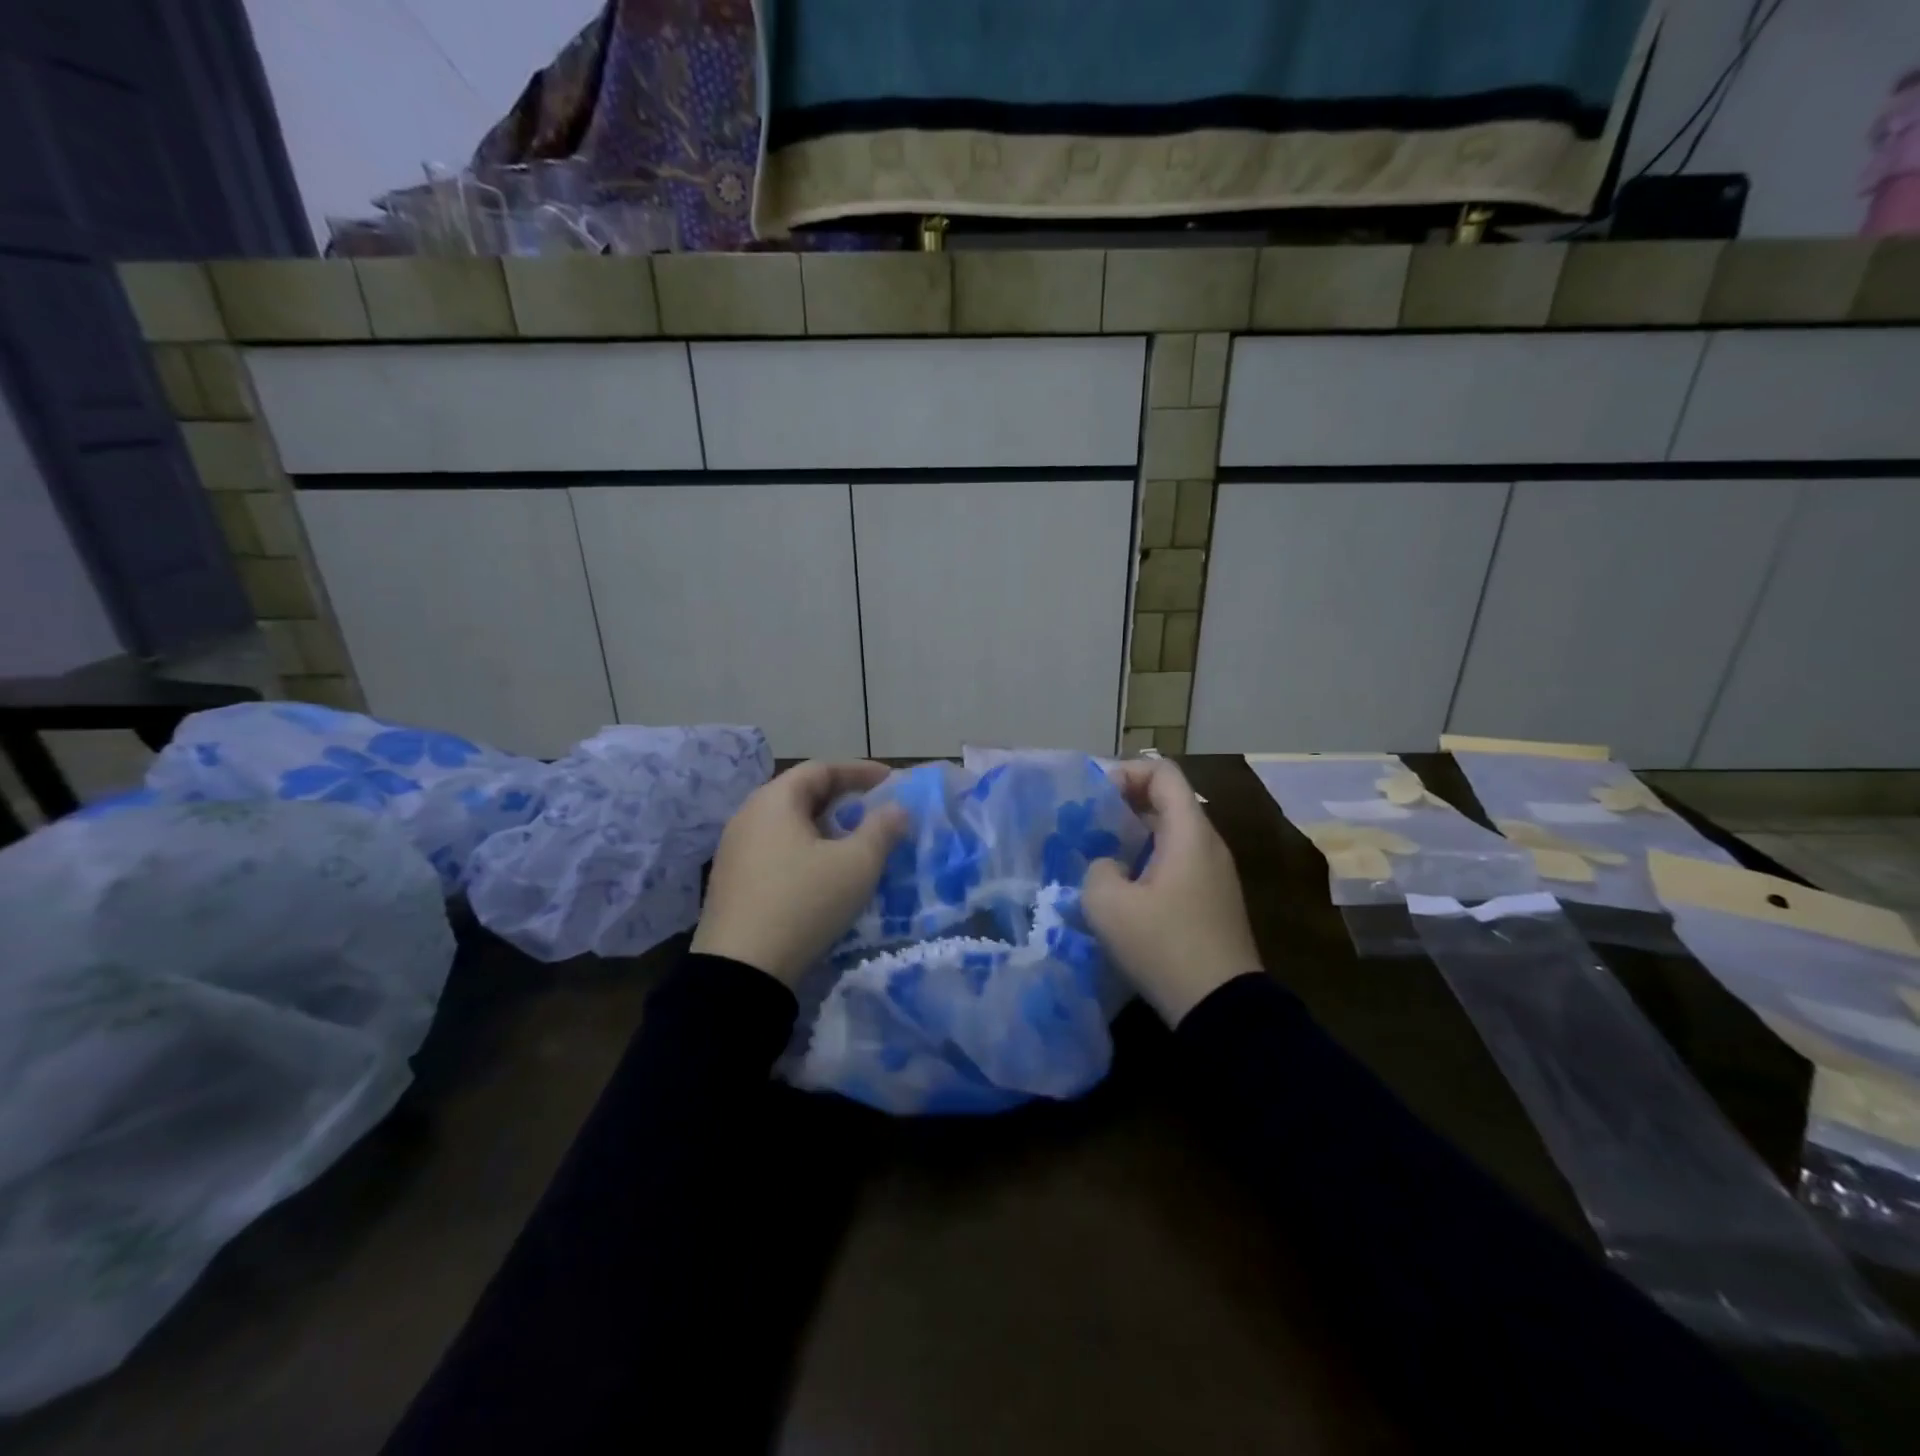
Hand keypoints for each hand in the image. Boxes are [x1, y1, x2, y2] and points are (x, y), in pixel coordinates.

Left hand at [691, 760, 907, 986]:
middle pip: (801, 793)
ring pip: (787, 823)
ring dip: (824, 825)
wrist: (741, 971)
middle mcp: (748, 816)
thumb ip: (881, 830)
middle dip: (842, 798)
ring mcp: (734, 849)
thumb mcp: (856, 865)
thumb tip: (896, 809)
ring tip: (853, 841)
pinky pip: (775, 848)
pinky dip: (804, 848)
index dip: (859, 771)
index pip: (821, 769)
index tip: (890, 781)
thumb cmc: (804, 903)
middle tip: (874, 810)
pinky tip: (822, 872)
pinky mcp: (731, 880)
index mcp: (775, 801)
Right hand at [1082, 759, 1261, 1024]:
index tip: (1095, 798)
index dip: (1125, 772)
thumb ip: (1098, 868)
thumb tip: (1109, 866)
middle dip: (1124, 804)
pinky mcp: (1213, 900)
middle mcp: (1208, 844)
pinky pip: (1178, 861)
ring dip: (1134, 835)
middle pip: (1167, 800)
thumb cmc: (1163, 945)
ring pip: (1171, 833)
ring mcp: (1215, 873)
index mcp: (1189, 832)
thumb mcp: (1107, 904)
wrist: (1221, 1008)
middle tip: (1087, 825)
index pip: (1162, 772)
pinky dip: (1149, 860)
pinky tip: (1124, 889)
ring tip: (1099, 856)